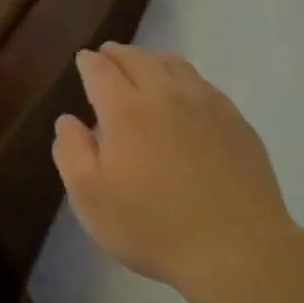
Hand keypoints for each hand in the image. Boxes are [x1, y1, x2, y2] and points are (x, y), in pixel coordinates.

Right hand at [53, 44, 299, 302]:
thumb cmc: (152, 226)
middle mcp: (166, 95)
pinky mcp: (236, 121)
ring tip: (144, 64)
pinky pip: (203, 84)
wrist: (236, 249)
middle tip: (108, 54)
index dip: (88, 62)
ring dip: (152, 58)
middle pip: (138, 59)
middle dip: (118, 53)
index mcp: (126, 110)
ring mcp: (206, 105)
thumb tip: (67, 120)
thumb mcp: (91, 198)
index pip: (101, 70)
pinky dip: (184, 77)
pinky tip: (184, 92)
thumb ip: (72, 152)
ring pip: (175, 65)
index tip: (83, 60)